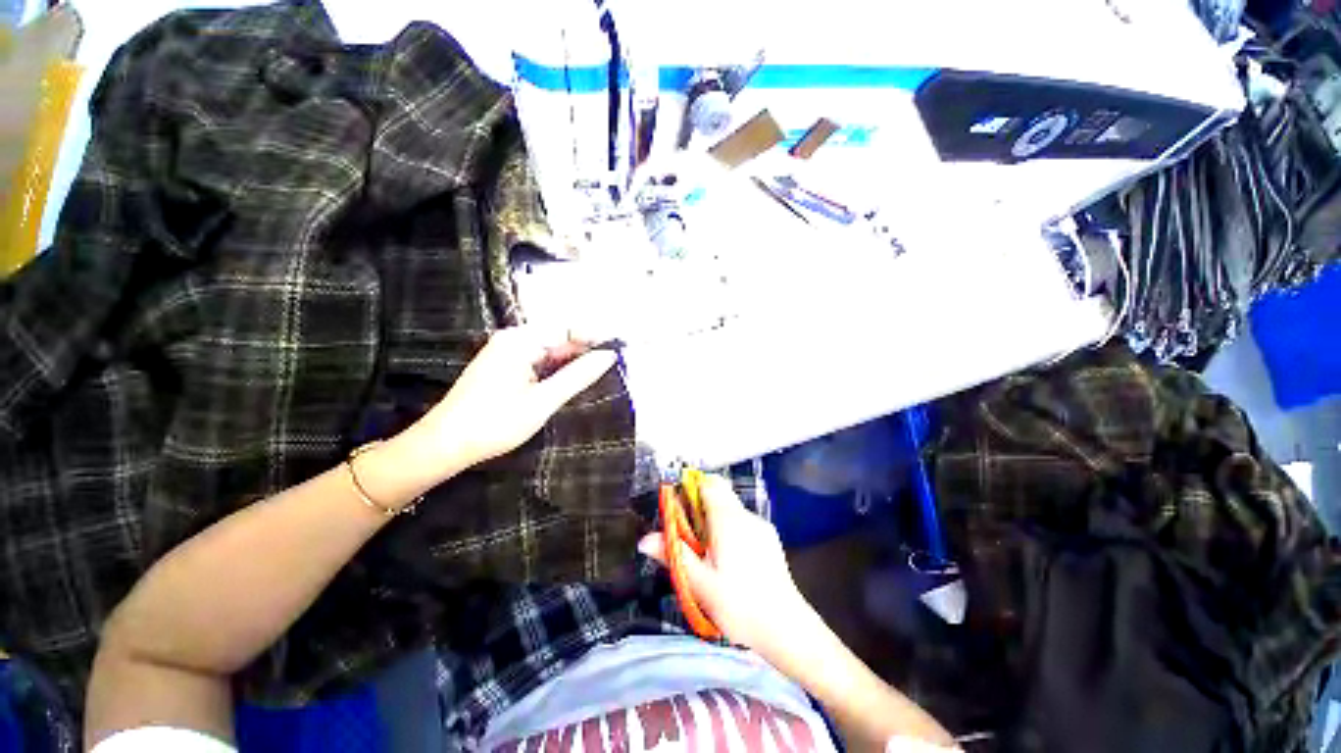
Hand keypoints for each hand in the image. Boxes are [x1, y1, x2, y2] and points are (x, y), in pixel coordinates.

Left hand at [412, 326, 617, 475]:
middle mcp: (513, 339)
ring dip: (573, 360)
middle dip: (586, 349)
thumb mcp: (543, 401)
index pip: (568, 328)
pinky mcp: (504, 366)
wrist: (444, 445)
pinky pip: (539, 360)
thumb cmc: (494, 423)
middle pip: (559, 337)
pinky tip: (573, 379)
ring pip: (550, 350)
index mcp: (521, 341)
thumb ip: (578, 376)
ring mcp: (507, 352)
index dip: (596, 336)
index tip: (621, 345)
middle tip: (615, 362)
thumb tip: (609, 356)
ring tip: (601, 370)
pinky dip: (557, 369)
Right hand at [639, 475, 813, 654]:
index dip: (691, 490)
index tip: (679, 510)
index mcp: (728, 520)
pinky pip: (744, 523)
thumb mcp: (700, 584)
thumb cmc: (739, 605)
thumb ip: (674, 556)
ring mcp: (761, 526)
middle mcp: (746, 516)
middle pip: (720, 493)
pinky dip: (731, 530)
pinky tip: (730, 562)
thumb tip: (645, 540)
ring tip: (708, 554)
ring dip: (715, 520)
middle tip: (689, 536)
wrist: (786, 628)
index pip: (708, 484)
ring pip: (731, 509)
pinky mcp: (769, 539)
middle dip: (700, 507)